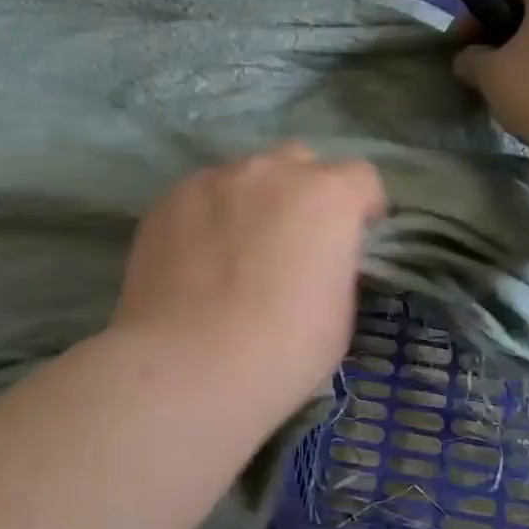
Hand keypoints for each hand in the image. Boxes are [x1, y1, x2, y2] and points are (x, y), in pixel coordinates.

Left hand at [111, 144, 384, 420]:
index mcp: (326, 196)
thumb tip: (314, 256)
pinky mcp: (168, 199)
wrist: (187, 366)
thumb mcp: (338, 314)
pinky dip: (207, 217)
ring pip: (244, 176)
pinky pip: (200, 196)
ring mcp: (213, 180)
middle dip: (303, 192)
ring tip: (232, 252)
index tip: (350, 239)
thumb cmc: (281, 351)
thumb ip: (333, 264)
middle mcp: (271, 172)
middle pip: (298, 163)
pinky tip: (194, 260)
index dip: (360, 208)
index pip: (360, 178)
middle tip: (290, 242)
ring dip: (251, 202)